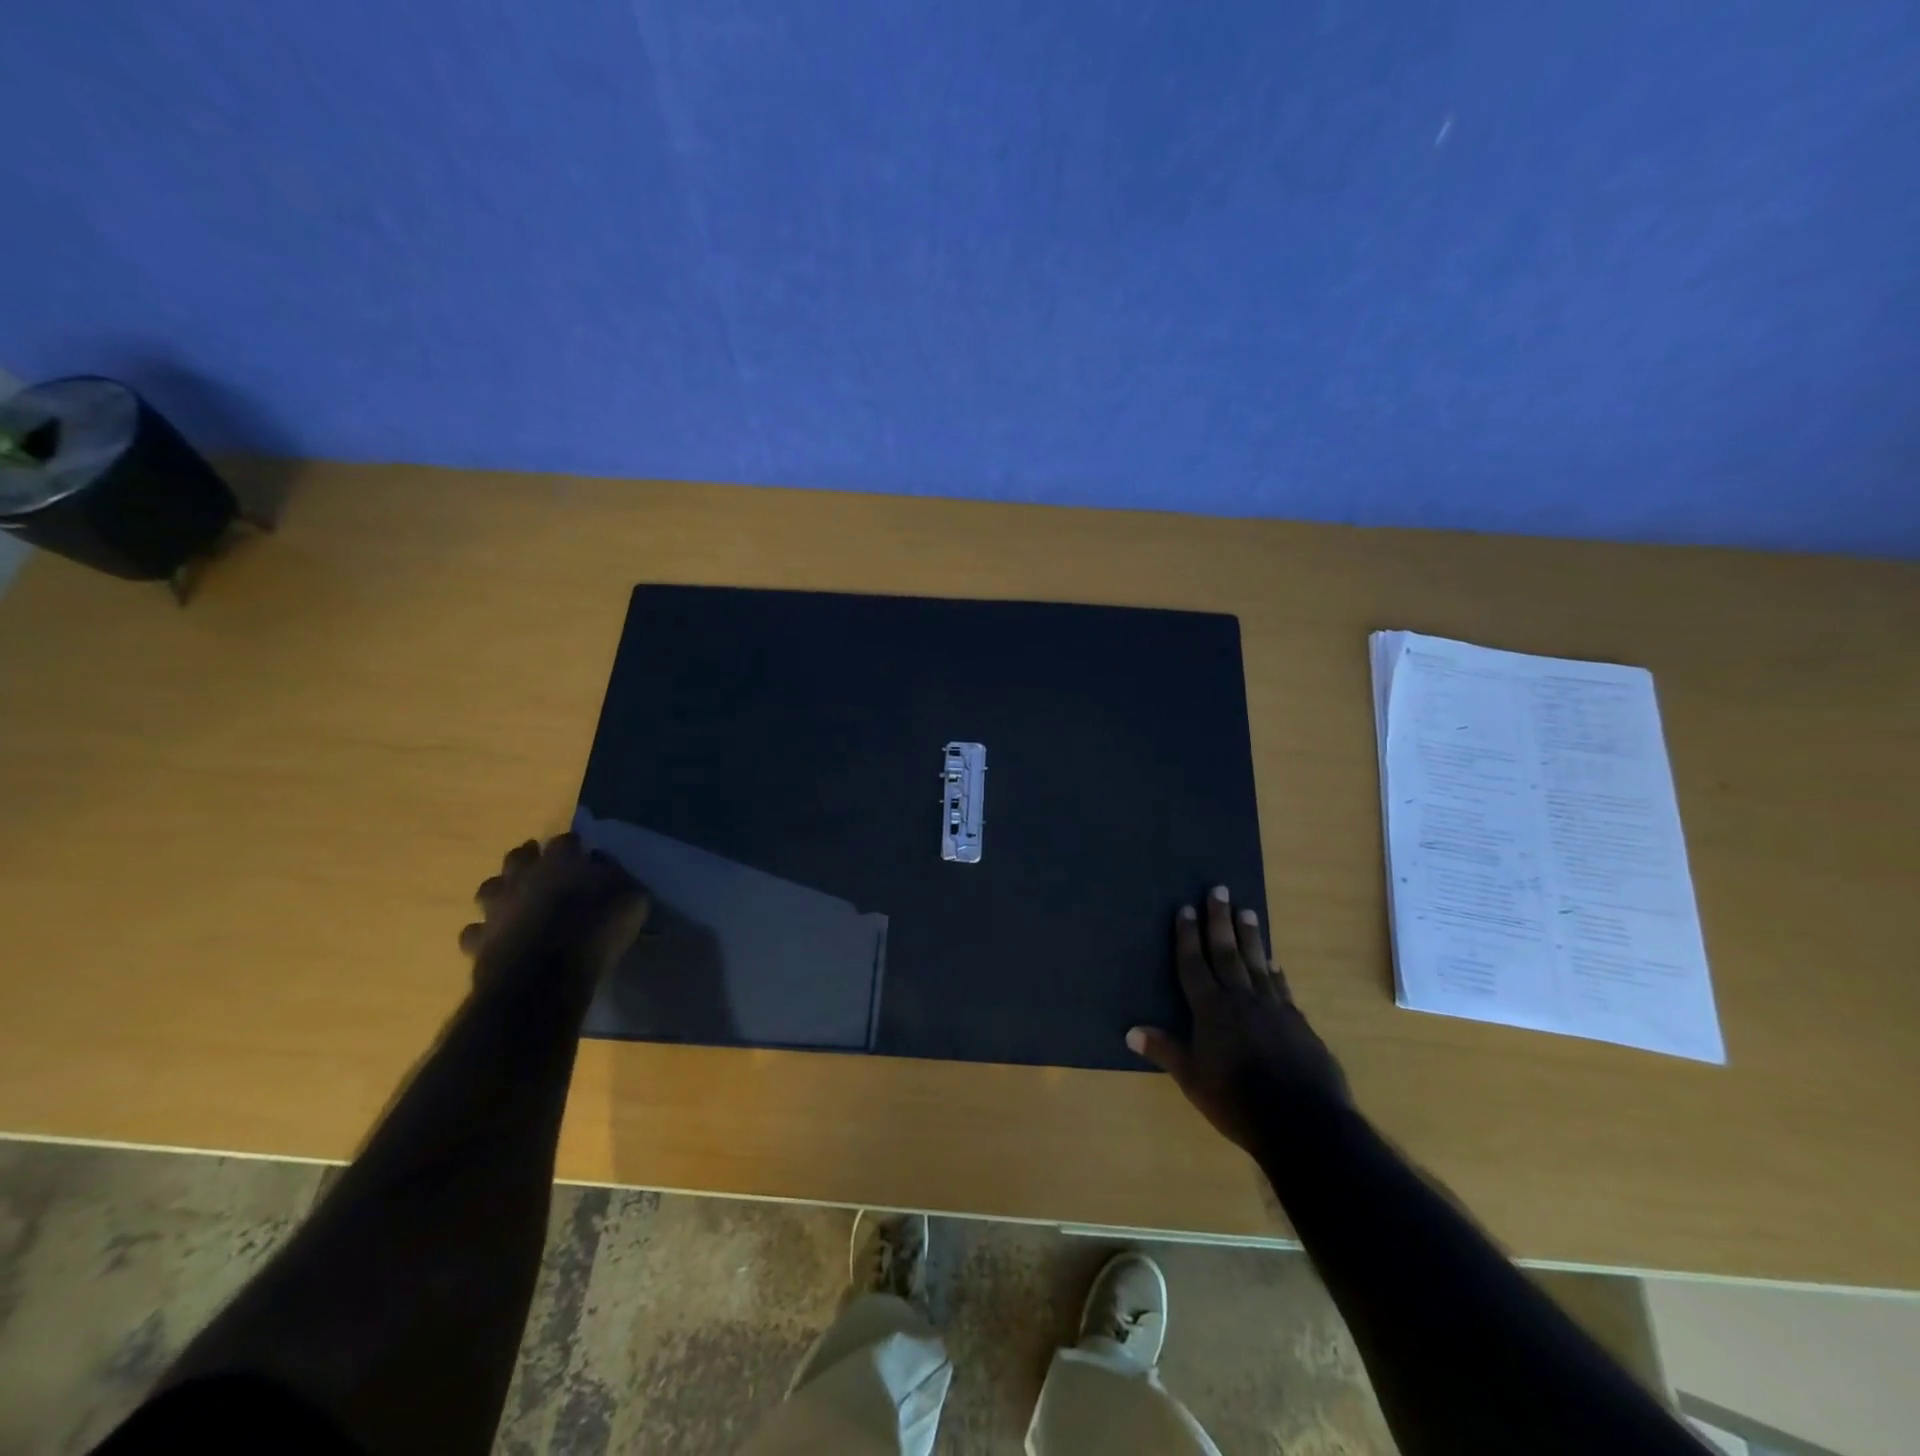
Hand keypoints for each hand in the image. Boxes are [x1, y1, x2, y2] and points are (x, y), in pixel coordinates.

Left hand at [458, 834, 649, 981]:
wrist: (544, 978)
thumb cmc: (594, 931)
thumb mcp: (631, 901)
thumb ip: (621, 880)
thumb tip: (610, 871)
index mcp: (561, 861)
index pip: (566, 840)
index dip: (575, 846)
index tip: (585, 854)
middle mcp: (523, 875)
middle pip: (519, 856)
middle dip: (530, 858)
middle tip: (544, 868)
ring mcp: (495, 906)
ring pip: (490, 888)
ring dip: (502, 890)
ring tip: (516, 900)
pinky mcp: (478, 939)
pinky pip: (476, 930)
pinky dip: (486, 931)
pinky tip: (498, 937)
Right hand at [1128, 886, 1351, 1157]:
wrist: (1303, 1121)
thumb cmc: (1236, 1100)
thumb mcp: (1192, 1079)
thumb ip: (1165, 1050)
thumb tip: (1130, 1031)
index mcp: (1211, 1009)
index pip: (1194, 964)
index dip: (1188, 936)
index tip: (1186, 908)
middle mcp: (1241, 999)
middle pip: (1227, 952)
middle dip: (1219, 921)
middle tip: (1218, 890)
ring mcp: (1273, 1008)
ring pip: (1257, 963)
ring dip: (1250, 936)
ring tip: (1247, 911)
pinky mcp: (1298, 1023)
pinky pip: (1282, 988)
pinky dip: (1275, 972)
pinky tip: (1274, 962)